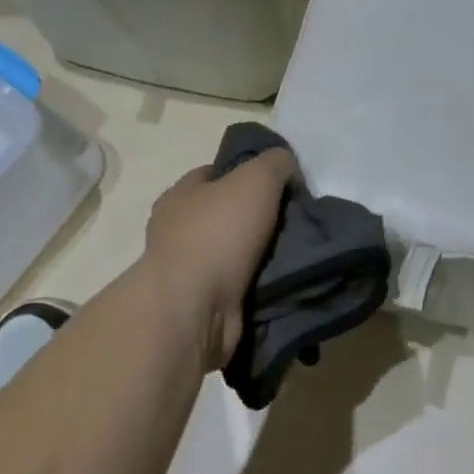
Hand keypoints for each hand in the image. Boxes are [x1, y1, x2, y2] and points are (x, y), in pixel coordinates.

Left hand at [140, 149, 296, 370]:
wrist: (194, 310)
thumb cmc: (218, 233)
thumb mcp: (256, 178)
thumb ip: (276, 163)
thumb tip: (287, 168)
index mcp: (179, 195)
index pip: (213, 174)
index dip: (247, 173)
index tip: (280, 185)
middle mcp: (176, 231)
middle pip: (226, 213)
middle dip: (258, 217)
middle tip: (295, 220)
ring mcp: (186, 271)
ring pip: (234, 252)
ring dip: (261, 254)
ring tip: (297, 253)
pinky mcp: (200, 306)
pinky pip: (238, 286)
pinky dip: (258, 284)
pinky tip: (283, 281)